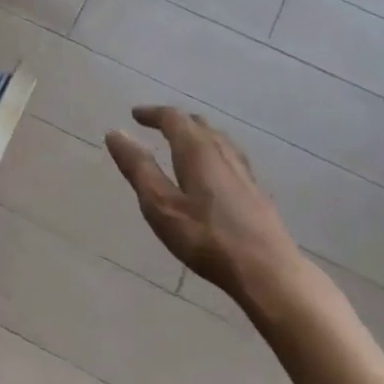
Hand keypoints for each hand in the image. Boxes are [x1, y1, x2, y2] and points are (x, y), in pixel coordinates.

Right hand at [105, 106, 299, 300]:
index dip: (153, 114)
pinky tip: (211, 171)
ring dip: (195, 134)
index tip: (135, 115)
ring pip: (217, 139)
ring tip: (181, 143)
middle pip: (198, 124)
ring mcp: (243, 170)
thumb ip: (138, 168)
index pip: (174, 118)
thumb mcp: (160, 205)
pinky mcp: (254, 189)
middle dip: (175, 121)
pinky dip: (210, 151)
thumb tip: (116, 133)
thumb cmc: (206, 238)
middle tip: (155, 126)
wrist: (266, 270)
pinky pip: (228, 156)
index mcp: (197, 150)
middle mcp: (222, 152)